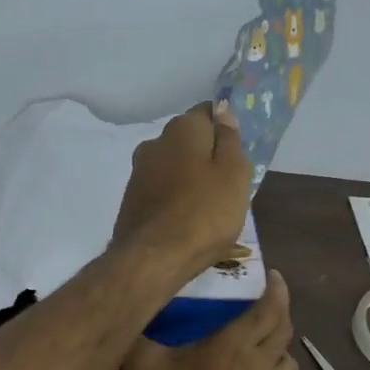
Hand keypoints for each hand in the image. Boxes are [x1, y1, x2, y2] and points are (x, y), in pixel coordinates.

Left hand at [112, 101, 252, 274]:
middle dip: (206, 154)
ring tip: (208, 206)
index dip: (225, 129)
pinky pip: (160, 189)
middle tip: (228, 184)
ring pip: (172, 165)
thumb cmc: (205, 212)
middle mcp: (154, 142)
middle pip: (188, 140)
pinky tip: (185, 219)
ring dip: (188, 177)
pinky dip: (173, 197)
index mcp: (182, 129)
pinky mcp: (131, 199)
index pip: (208, 112)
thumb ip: (230, 140)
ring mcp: (138, 171)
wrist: (153, 258)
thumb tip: (223, 112)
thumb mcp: (234, 173)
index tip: (239, 153)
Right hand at [120, 269, 300, 369]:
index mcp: (233, 345)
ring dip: (279, 347)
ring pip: (288, 363)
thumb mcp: (140, 362)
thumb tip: (136, 310)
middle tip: (267, 303)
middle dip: (280, 312)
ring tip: (263, 344)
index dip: (277, 289)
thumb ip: (141, 330)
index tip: (273, 276)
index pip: (271, 308)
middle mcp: (259, 366)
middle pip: (284, 331)